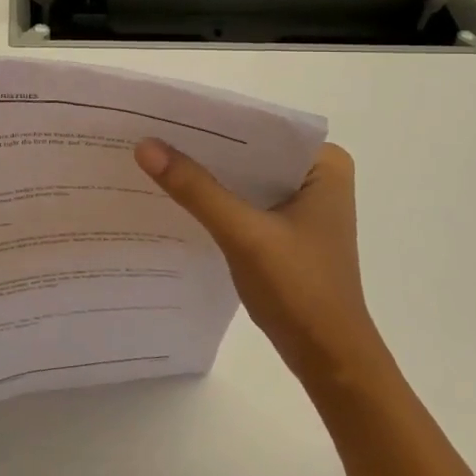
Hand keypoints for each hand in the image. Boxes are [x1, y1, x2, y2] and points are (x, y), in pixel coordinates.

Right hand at [134, 140, 382, 385]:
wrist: (330, 360)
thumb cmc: (300, 289)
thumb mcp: (243, 233)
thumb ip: (196, 189)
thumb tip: (145, 146)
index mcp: (325, 164)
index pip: (260, 126)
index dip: (213, 121)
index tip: (165, 115)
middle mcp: (317, 176)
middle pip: (250, 151)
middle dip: (205, 148)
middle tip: (150, 134)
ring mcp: (302, 205)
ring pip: (245, 177)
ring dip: (208, 175)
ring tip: (155, 159)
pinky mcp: (287, 230)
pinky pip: (244, 202)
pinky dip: (216, 201)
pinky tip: (177, 197)